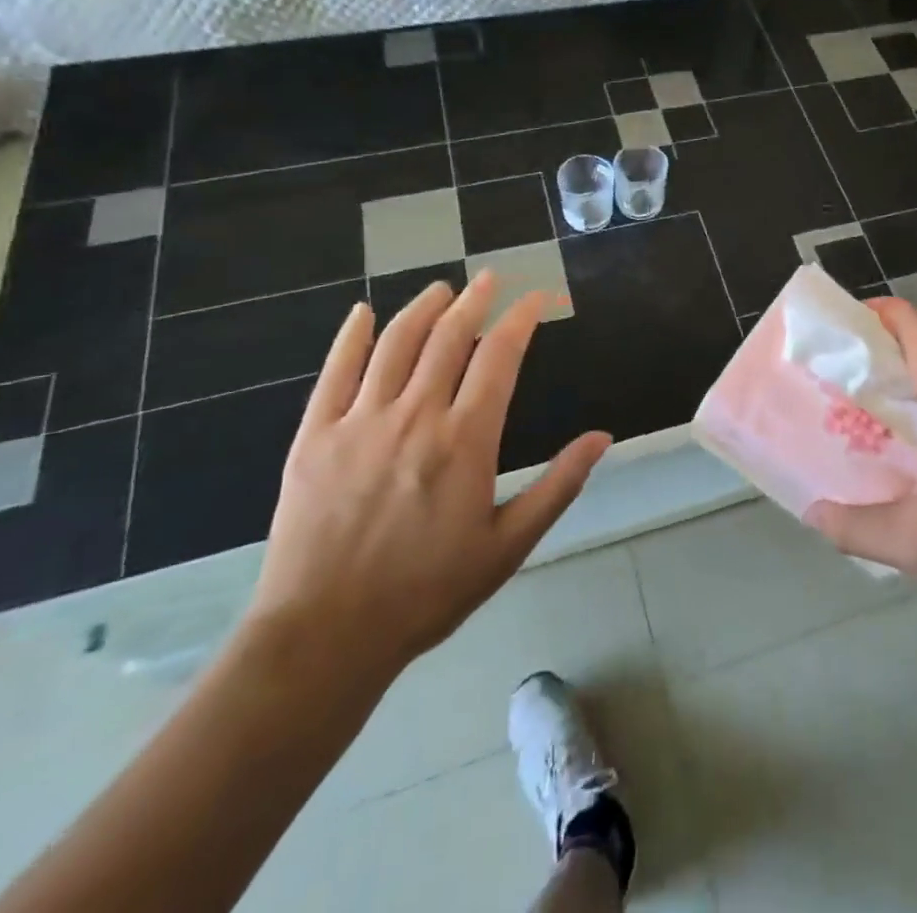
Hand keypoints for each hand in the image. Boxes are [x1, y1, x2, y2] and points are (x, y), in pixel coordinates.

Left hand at [244, 273, 610, 690]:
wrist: (325, 637)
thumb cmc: (428, 592)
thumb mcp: (509, 546)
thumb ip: (558, 486)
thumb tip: (602, 437)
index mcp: (466, 440)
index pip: (500, 356)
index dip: (521, 319)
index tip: (536, 298)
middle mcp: (415, 416)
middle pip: (449, 337)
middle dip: (475, 300)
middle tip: (490, 278)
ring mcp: (359, 422)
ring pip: (395, 344)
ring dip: (422, 308)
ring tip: (441, 288)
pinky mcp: (314, 436)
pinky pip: (334, 371)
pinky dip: (351, 336)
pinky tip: (363, 313)